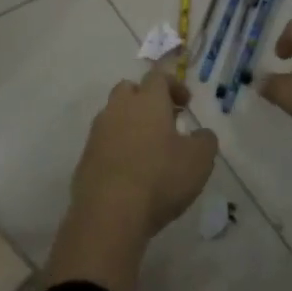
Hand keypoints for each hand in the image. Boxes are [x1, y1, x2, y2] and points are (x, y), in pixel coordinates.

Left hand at [71, 70, 217, 235]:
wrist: (109, 213)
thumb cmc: (160, 178)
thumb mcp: (199, 160)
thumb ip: (205, 140)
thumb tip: (201, 134)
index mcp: (147, 101)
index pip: (157, 77)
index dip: (173, 85)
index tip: (185, 103)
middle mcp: (119, 108)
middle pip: (129, 90)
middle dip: (146, 99)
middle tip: (164, 121)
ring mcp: (98, 132)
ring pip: (114, 115)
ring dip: (130, 124)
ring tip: (148, 149)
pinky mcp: (85, 157)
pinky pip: (104, 142)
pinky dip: (117, 148)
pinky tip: (130, 171)